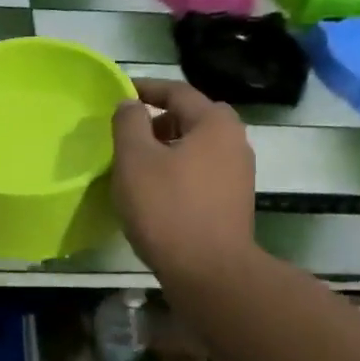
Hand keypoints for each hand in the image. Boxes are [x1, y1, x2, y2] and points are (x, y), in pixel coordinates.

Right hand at [111, 79, 255, 283]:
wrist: (209, 272)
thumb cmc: (167, 208)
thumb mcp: (135, 159)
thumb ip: (128, 123)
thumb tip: (130, 104)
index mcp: (214, 123)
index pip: (177, 91)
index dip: (146, 88)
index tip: (120, 92)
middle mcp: (234, 141)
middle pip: (192, 117)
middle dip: (159, 118)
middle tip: (130, 131)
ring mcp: (239, 173)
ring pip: (197, 146)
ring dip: (168, 146)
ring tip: (138, 162)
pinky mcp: (234, 201)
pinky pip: (202, 171)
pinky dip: (179, 169)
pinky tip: (157, 190)